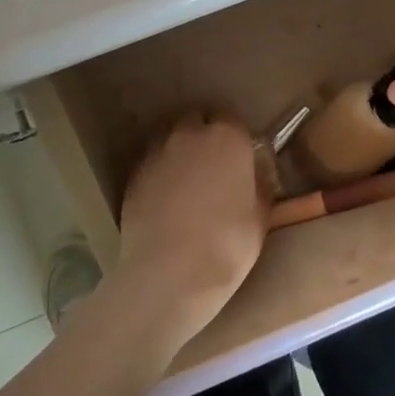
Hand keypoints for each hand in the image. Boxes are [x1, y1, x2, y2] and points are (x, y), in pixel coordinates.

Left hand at [107, 114, 266, 358]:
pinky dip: (160, 174)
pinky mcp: (133, 175)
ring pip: (171, 141)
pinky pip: (152, 165)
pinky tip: (166, 201)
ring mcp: (157, 153)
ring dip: (180, 153)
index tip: (240, 161)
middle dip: (205, 138)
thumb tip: (257, 174)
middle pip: (198, 123)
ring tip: (187, 185)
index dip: (236, 141)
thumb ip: (260, 184)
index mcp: (228, 137)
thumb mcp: (261, 216)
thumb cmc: (228, 244)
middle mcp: (190, 134)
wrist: (170, 273)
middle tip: (213, 169)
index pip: (233, 122)